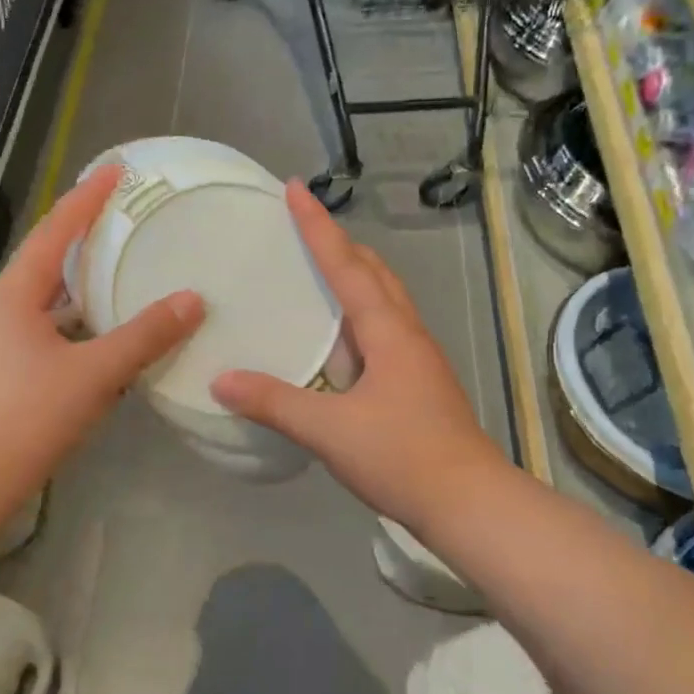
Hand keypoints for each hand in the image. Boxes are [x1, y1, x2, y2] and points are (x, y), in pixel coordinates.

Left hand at [0, 164, 204, 505]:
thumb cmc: (26, 418)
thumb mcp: (94, 374)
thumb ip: (144, 336)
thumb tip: (193, 300)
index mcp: (13, 296)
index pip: (54, 231)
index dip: (87, 198)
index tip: (116, 170)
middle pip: (45, 261)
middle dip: (82, 236)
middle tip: (122, 217)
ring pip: (44, 300)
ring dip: (78, 284)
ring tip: (118, 270)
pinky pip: (42, 329)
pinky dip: (73, 322)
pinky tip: (99, 336)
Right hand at [211, 181, 506, 529]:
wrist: (471, 504)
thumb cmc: (403, 456)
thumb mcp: (330, 430)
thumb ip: (275, 403)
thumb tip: (221, 380)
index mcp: (387, 330)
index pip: (346, 264)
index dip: (317, 226)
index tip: (294, 189)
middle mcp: (406, 332)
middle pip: (373, 271)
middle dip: (339, 243)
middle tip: (304, 228)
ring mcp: (417, 357)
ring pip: (383, 298)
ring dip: (354, 274)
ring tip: (319, 270)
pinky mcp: (418, 382)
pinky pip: (384, 327)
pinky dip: (358, 312)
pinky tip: (339, 337)